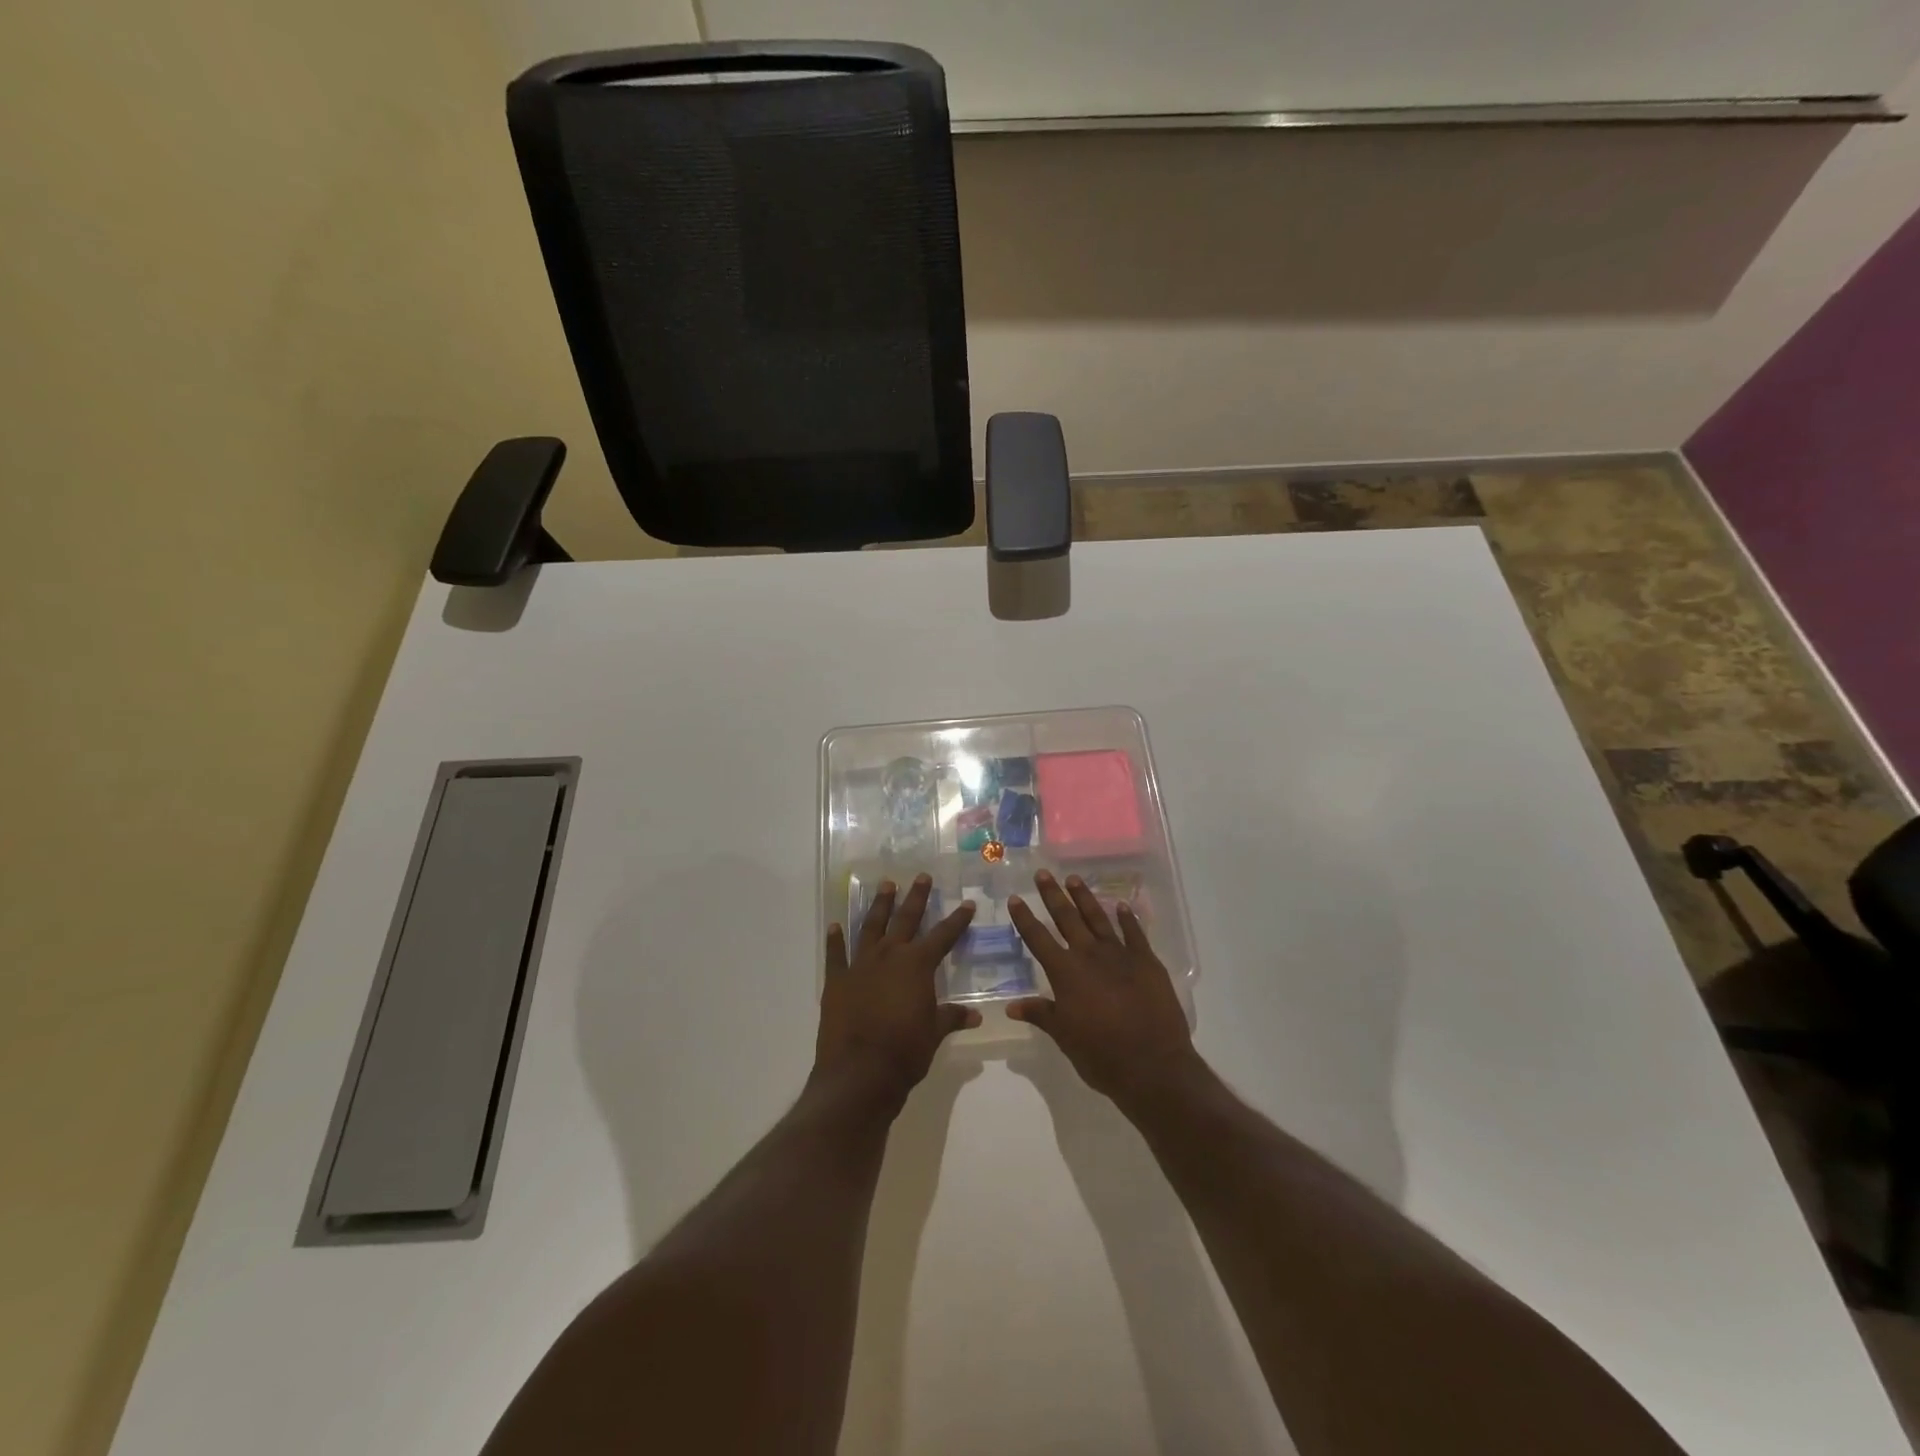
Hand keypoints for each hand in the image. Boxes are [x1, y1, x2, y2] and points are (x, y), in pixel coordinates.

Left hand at [816, 874, 977, 1105]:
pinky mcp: (837, 980)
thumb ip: (951, 1017)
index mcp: (918, 965)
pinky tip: (835, 925)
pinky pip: (836, 954)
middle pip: (906, 919)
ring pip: (871, 927)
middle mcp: (890, 956)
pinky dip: (835, 939)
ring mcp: (860, 965)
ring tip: (886, 886)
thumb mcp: (934, 1033)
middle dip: (916, 897)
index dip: (957, 920)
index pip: (944, 936)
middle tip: (921, 876)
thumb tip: (975, 1015)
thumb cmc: (905, 1052)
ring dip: (879, 906)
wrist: (859, 1073)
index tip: (967, 904)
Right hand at [1007, 870, 1200, 1108]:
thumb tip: (1011, 1005)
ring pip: (1098, 918)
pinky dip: (1127, 918)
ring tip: (1073, 879)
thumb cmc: (1101, 1055)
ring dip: (1084, 898)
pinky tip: (1121, 905)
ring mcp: (1120, 954)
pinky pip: (1134, 933)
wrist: (1153, 1065)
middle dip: (1052, 895)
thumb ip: (1041, 1014)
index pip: (1038, 939)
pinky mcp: (1147, 961)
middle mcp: (1089, 955)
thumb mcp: (1064, 1037)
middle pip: (1067, 918)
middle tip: (1043, 874)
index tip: (1015, 898)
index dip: (1025, 918)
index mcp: (1065, 973)